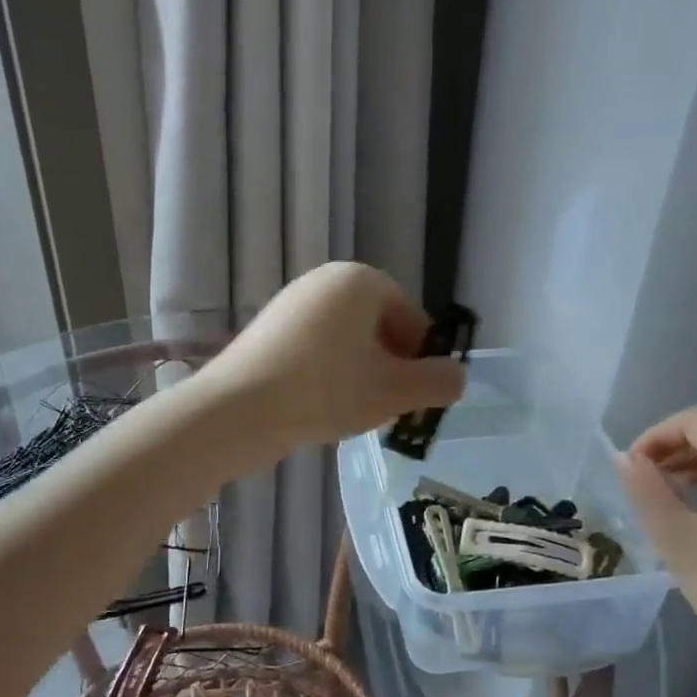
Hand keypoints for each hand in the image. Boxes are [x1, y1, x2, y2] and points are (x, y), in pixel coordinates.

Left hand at [203, 262, 466, 450]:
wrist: (238, 411)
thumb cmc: (326, 391)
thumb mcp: (396, 391)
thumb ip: (438, 383)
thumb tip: (457, 377)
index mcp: (360, 281)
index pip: (411, 318)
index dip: (422, 360)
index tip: (420, 397)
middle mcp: (324, 282)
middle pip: (378, 329)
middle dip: (391, 369)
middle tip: (390, 410)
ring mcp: (291, 306)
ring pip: (346, 344)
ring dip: (361, 377)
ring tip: (357, 416)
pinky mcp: (267, 334)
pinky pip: (315, 353)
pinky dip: (328, 378)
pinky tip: (322, 411)